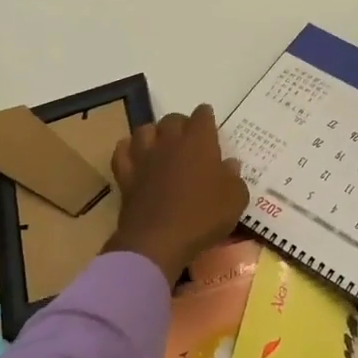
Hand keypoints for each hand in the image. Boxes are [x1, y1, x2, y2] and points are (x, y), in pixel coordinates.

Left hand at [103, 105, 248, 283]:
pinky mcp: (126, 175)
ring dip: (154, 133)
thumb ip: (234, 178)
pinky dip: (128, 149)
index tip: (209, 122)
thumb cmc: (202, 217)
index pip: (202, 116)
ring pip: (144, 130)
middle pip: (172, 119)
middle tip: (188, 137)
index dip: (206, 117)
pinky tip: (134, 156)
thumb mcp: (235, 200)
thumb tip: (229, 164)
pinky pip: (122, 152)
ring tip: (161, 144)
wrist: (158, 241)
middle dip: (181, 124)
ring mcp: (144, 157)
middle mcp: (169, 142)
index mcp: (199, 142)